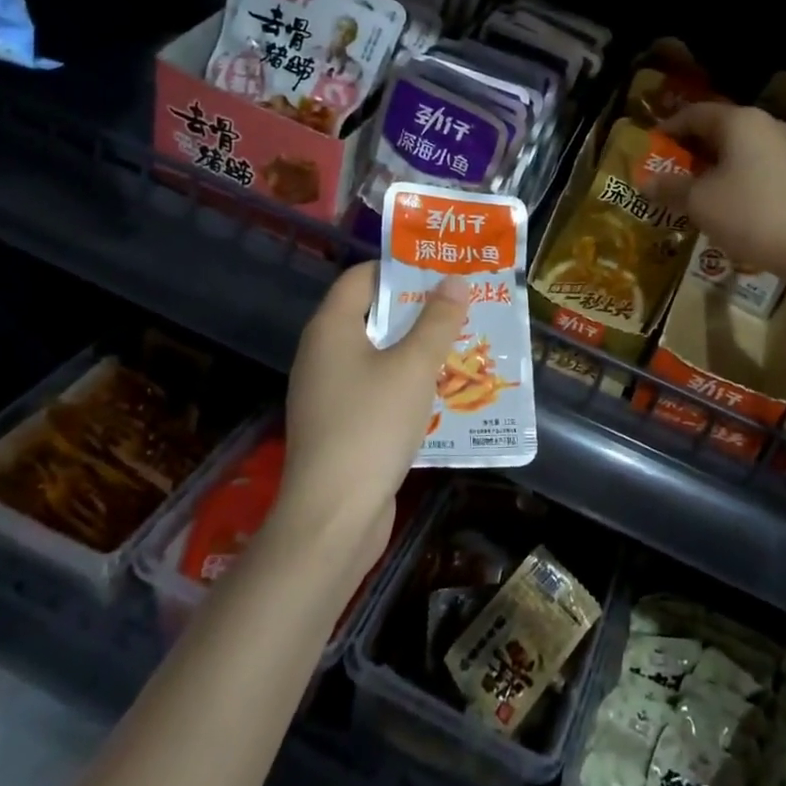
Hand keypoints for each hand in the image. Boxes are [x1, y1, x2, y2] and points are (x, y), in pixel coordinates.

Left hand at [282, 262, 469, 541]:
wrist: (333, 517)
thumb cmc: (372, 425)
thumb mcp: (414, 367)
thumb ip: (437, 321)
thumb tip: (455, 280)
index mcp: (331, 329)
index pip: (362, 277)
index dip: (400, 269)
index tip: (442, 270)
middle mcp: (323, 354)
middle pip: (372, 315)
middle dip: (418, 311)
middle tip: (462, 306)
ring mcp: (328, 392)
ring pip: (378, 355)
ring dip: (417, 349)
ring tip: (462, 344)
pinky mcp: (340, 425)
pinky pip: (377, 388)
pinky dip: (406, 383)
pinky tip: (442, 392)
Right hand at [646, 103, 785, 282]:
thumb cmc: (750, 215)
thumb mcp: (699, 203)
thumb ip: (670, 188)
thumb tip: (645, 183)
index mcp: (741, 121)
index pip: (695, 114)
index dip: (669, 129)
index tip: (653, 148)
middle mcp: (771, 125)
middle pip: (724, 128)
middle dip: (696, 149)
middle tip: (675, 171)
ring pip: (748, 148)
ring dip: (723, 164)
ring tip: (706, 189)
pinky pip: (769, 167)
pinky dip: (748, 177)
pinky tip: (742, 203)